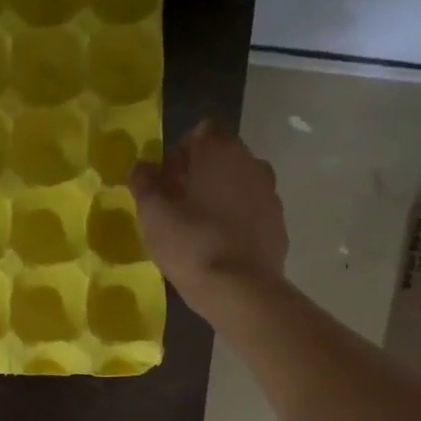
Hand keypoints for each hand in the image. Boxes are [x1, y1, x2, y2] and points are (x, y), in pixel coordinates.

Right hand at [129, 119, 287, 319]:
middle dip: (200, 173)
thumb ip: (144, 182)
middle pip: (222, 156)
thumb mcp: (152, 213)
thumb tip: (142, 166)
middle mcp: (250, 162)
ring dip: (220, 196)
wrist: (240, 289)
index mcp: (219, 151)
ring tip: (198, 228)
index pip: (201, 131)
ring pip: (238, 183)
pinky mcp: (278, 223)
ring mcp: (269, 192)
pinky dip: (236, 220)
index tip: (166, 180)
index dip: (181, 152)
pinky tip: (219, 245)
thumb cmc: (190, 243)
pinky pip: (251, 211)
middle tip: (177, 205)